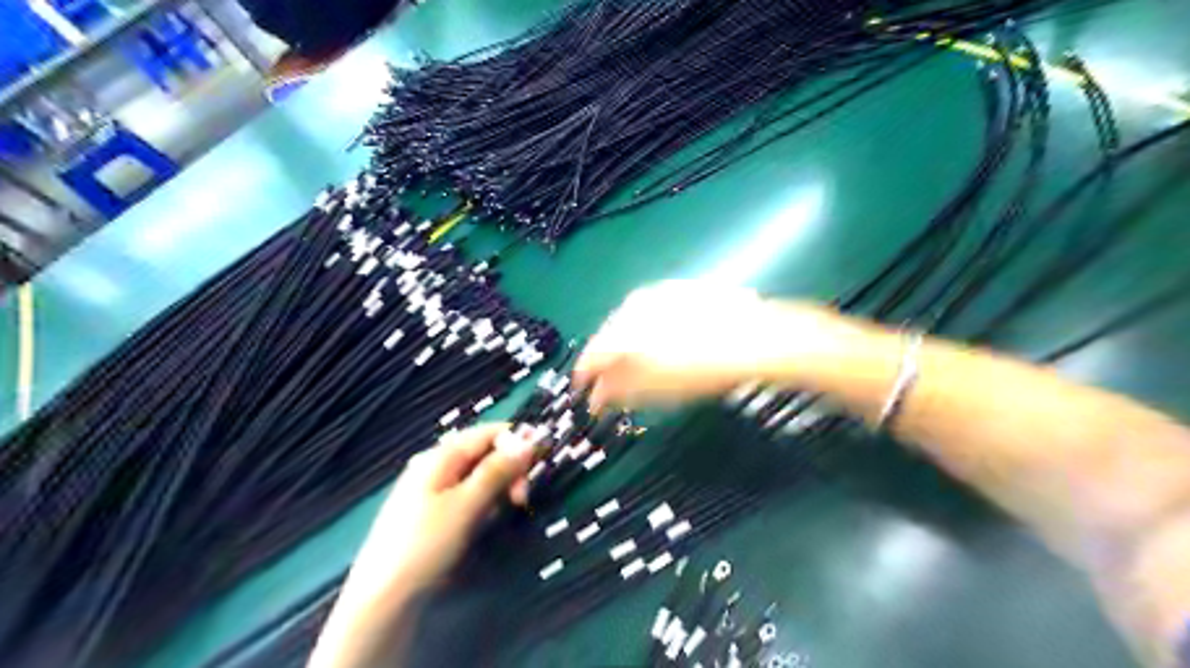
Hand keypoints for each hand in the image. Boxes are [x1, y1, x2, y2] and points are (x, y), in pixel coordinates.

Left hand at [361, 427, 532, 592]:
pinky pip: (467, 496)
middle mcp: (436, 465)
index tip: (538, 467)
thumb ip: (497, 471)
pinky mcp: (433, 513)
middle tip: (521, 500)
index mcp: (440, 456)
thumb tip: (528, 441)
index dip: (517, 443)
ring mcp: (432, 489)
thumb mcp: (466, 505)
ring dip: (497, 491)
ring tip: (498, 517)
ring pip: (478, 477)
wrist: (382, 599)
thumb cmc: (425, 545)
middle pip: (485, 453)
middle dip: (508, 471)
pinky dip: (482, 505)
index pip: (489, 433)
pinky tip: (482, 525)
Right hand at [575, 279, 846, 409]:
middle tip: (613, 387)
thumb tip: (597, 396)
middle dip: (608, 363)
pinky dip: (648, 332)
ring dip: (628, 347)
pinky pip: (650, 314)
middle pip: (608, 337)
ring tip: (639, 369)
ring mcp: (657, 294)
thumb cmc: (701, 368)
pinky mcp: (679, 290)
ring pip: (630, 323)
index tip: (586, 395)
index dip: (584, 379)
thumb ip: (618, 390)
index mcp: (621, 330)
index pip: (590, 356)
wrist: (754, 337)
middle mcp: (632, 305)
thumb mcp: (656, 388)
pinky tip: (663, 345)